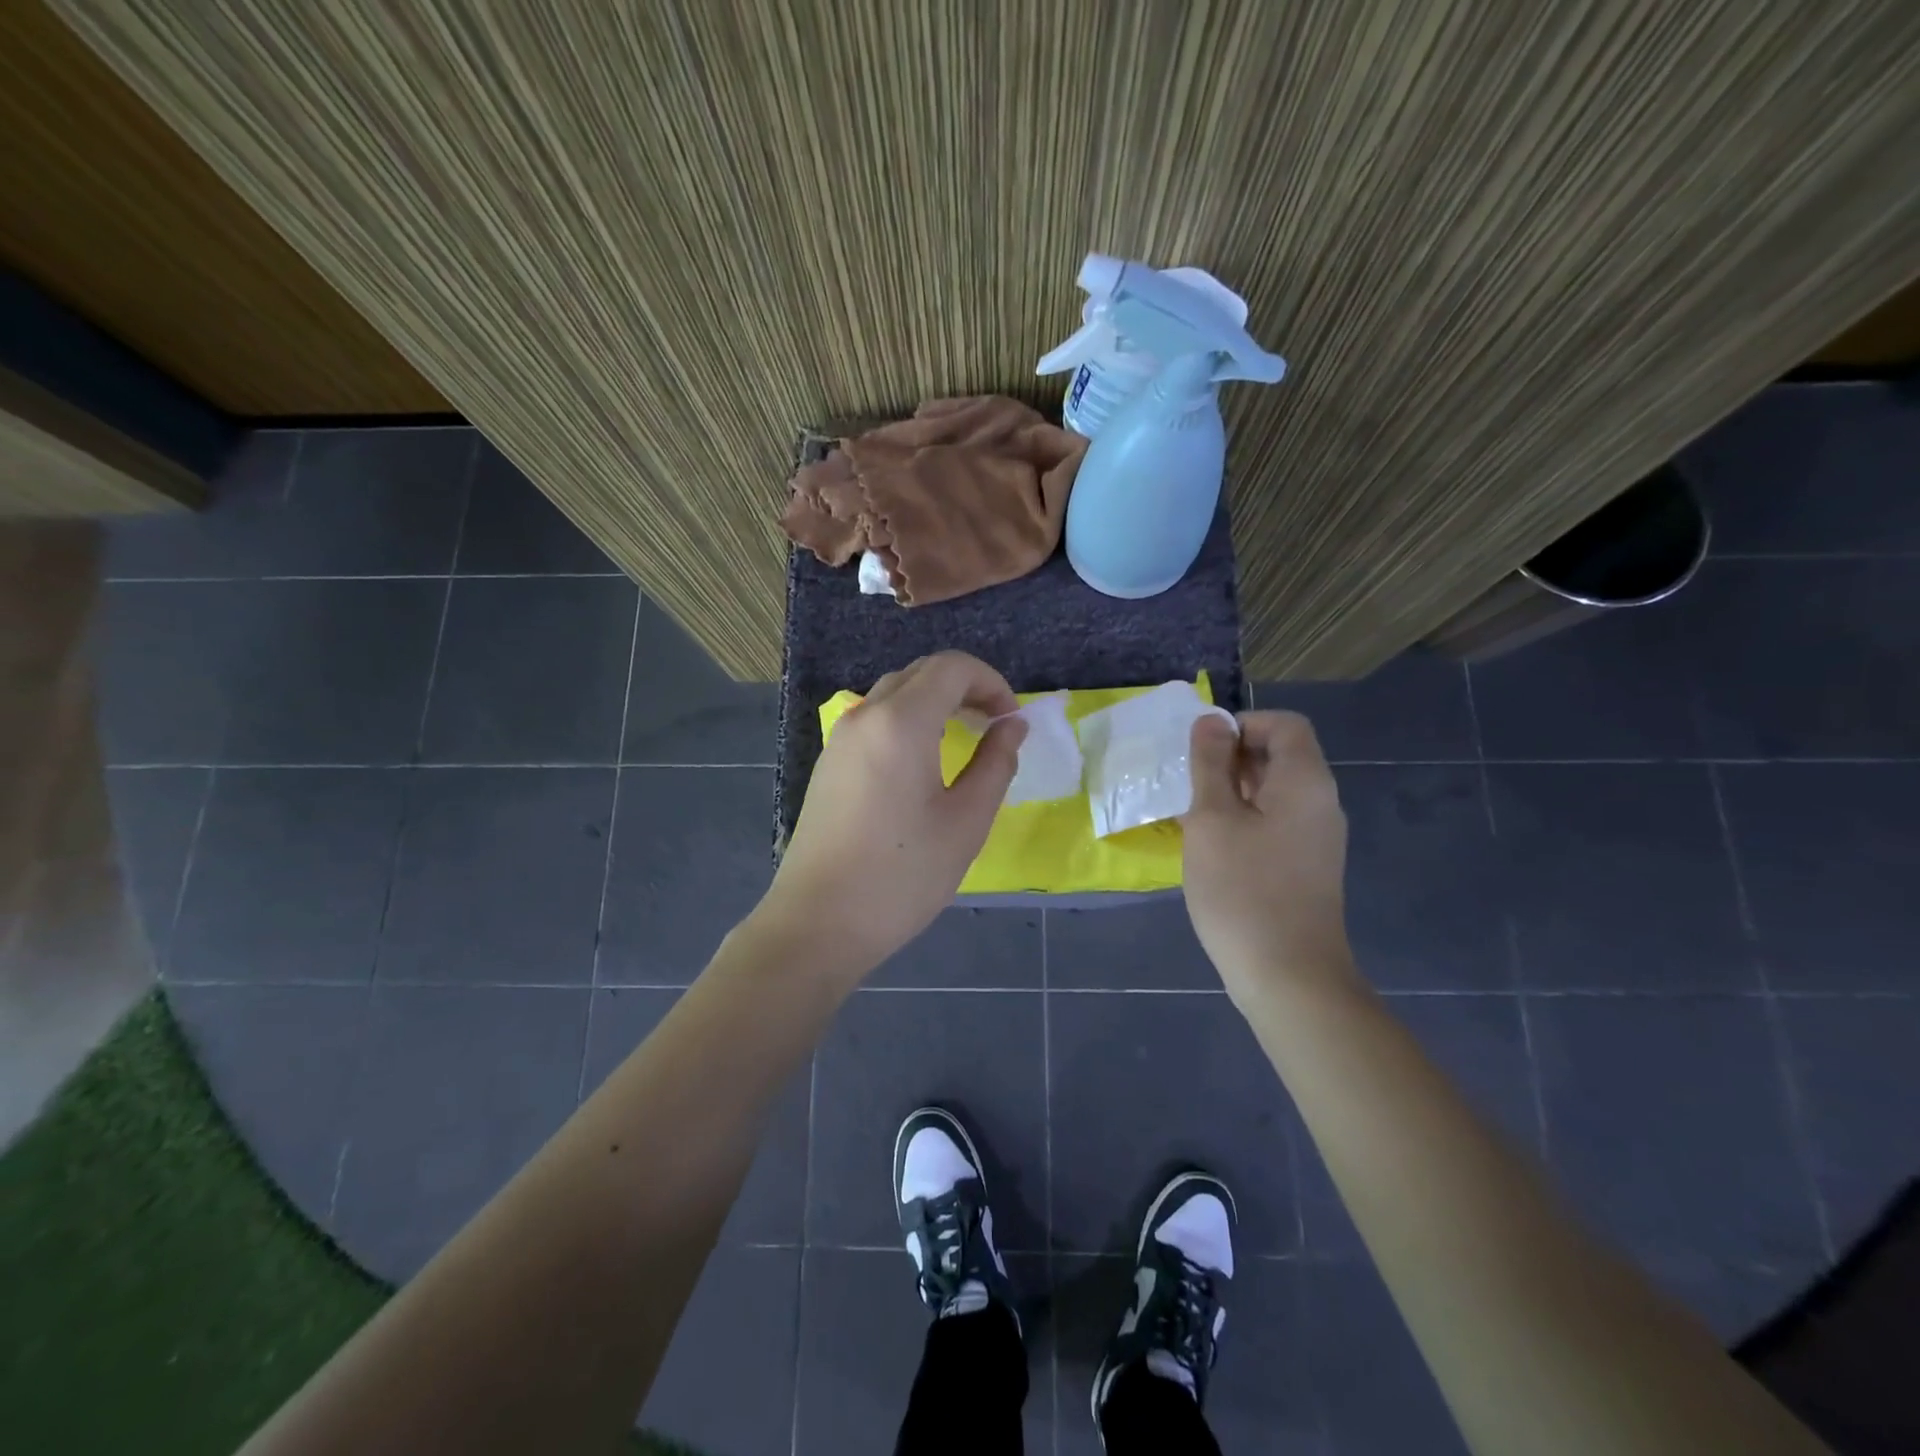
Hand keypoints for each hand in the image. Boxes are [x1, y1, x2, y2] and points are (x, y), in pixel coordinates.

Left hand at [756, 651, 1027, 978]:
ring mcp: (840, 738)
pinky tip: (923, 760)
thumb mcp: (966, 822)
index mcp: (900, 722)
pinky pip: (875, 719)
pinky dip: (908, 719)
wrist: (818, 922)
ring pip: (894, 693)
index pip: (951, 666)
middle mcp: (864, 716)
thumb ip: (996, 763)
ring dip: (935, 701)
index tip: (1012, 720)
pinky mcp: (829, 762)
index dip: (991, 682)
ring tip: (965, 739)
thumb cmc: (902, 876)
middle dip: (965, 686)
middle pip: (921, 673)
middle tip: (995, 725)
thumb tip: (1012, 726)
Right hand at [1182, 711, 1355, 1003]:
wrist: (1289, 977)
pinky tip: (1212, 847)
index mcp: (1305, 781)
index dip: (1241, 725)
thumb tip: (1211, 721)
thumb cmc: (1243, 890)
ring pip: (1273, 792)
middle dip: (1231, 759)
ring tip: (1192, 816)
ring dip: (1232, 792)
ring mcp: (1317, 837)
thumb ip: (1211, 765)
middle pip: (1280, 756)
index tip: (1201, 753)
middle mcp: (1320, 802)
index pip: (1284, 725)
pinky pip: (1275, 823)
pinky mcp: (1306, 866)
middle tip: (1188, 785)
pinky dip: (1244, 821)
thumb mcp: (1213, 819)